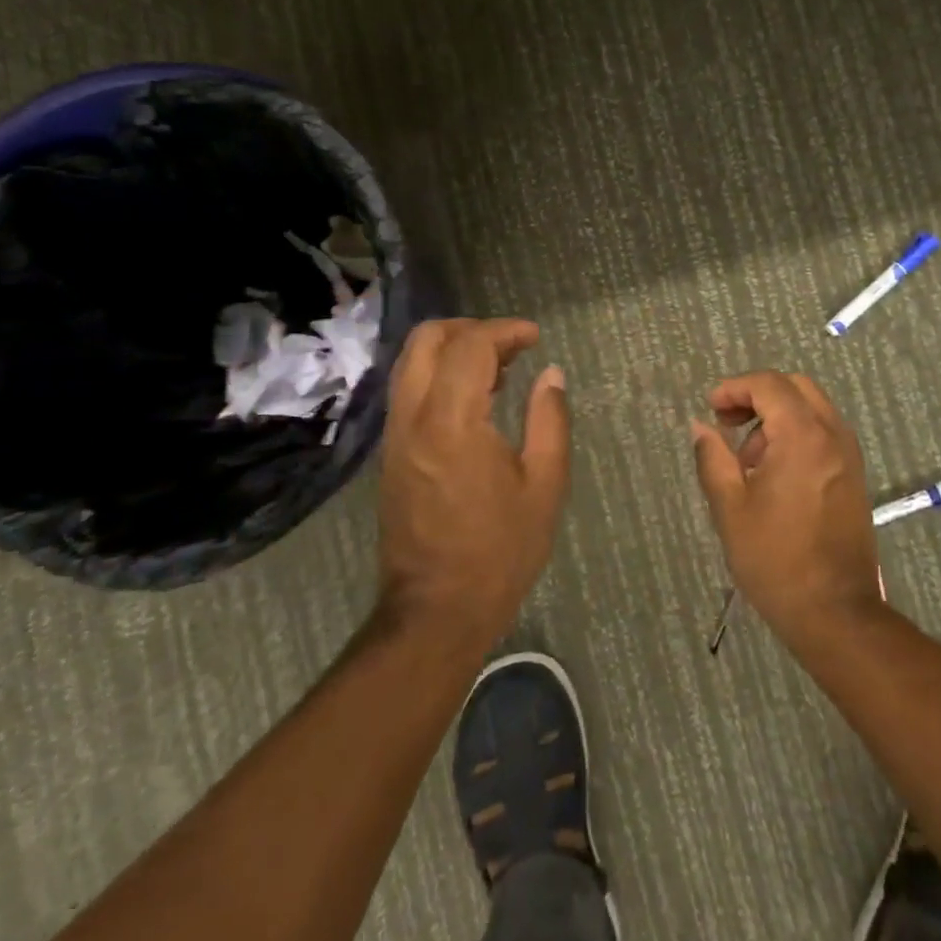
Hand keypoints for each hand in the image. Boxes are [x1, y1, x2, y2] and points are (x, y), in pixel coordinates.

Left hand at [377, 319, 570, 644]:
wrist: (436, 611)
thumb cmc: (500, 551)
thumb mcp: (544, 485)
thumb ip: (549, 420)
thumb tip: (551, 375)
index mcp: (452, 422)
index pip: (470, 346)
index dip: (504, 331)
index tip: (535, 337)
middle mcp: (413, 418)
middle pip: (426, 340)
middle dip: (470, 329)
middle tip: (511, 346)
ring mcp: (395, 436)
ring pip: (410, 363)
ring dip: (452, 351)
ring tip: (498, 371)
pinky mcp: (390, 455)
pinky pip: (409, 392)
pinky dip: (439, 377)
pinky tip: (475, 401)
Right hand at [690, 372, 883, 638]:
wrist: (835, 611)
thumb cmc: (775, 559)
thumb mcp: (730, 507)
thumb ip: (712, 458)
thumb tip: (700, 426)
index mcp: (803, 435)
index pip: (769, 384)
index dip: (735, 388)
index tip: (711, 409)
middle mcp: (833, 434)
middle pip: (795, 388)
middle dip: (758, 396)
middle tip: (728, 424)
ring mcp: (849, 454)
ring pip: (812, 408)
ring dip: (777, 417)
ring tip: (748, 460)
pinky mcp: (854, 475)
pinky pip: (824, 433)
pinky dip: (797, 434)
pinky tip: (774, 473)